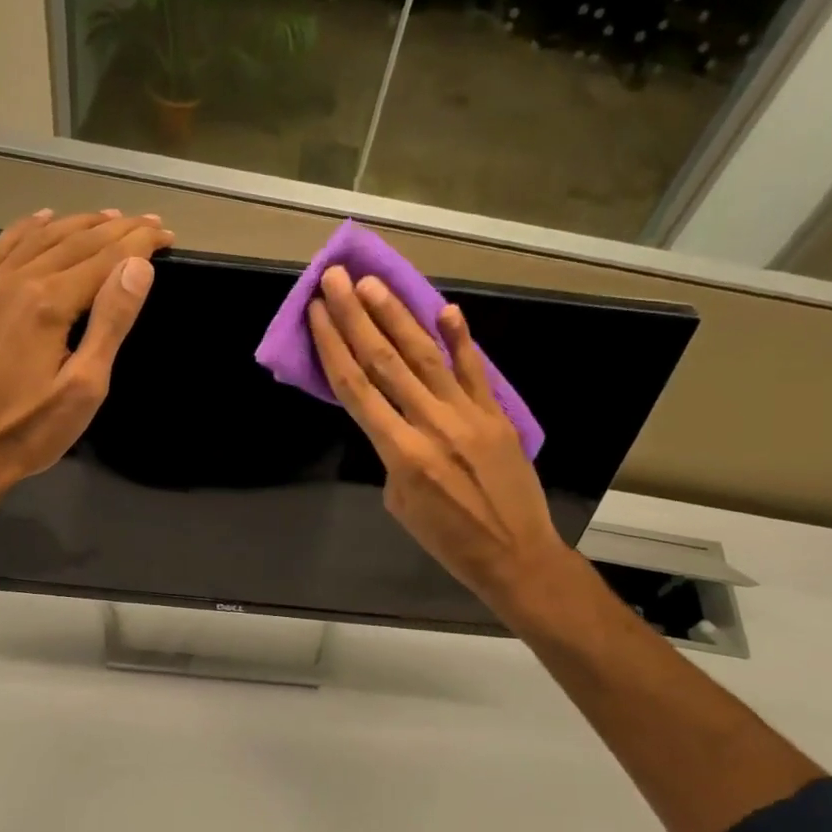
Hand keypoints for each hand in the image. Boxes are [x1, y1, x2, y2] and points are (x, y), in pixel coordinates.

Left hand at [0, 208, 172, 503]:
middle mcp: (18, 281)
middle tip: (150, 222)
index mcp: (50, 302)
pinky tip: (42, 219)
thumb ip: (110, 322)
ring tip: (109, 217)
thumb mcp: (84, 387)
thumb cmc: (29, 430)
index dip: (140, 244)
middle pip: (76, 242)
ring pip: (40, 238)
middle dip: (118, 229)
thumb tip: (137, 267)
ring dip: (78, 223)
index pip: (106, 258)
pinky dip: (27, 227)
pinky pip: (2, 247)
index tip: (167, 234)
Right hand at [308, 266, 564, 625]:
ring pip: (425, 356)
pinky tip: (445, 309)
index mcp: (399, 453)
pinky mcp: (496, 415)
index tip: (317, 312)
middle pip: (384, 361)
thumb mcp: (400, 505)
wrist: (514, 554)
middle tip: (336, 278)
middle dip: (356, 316)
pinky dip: (460, 340)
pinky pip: (474, 371)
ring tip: (374, 283)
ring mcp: (467, 414)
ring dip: (396, 316)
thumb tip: (396, 425)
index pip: (356, 388)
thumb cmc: (448, 541)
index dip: (333, 345)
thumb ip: (393, 456)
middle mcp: (430, 423)